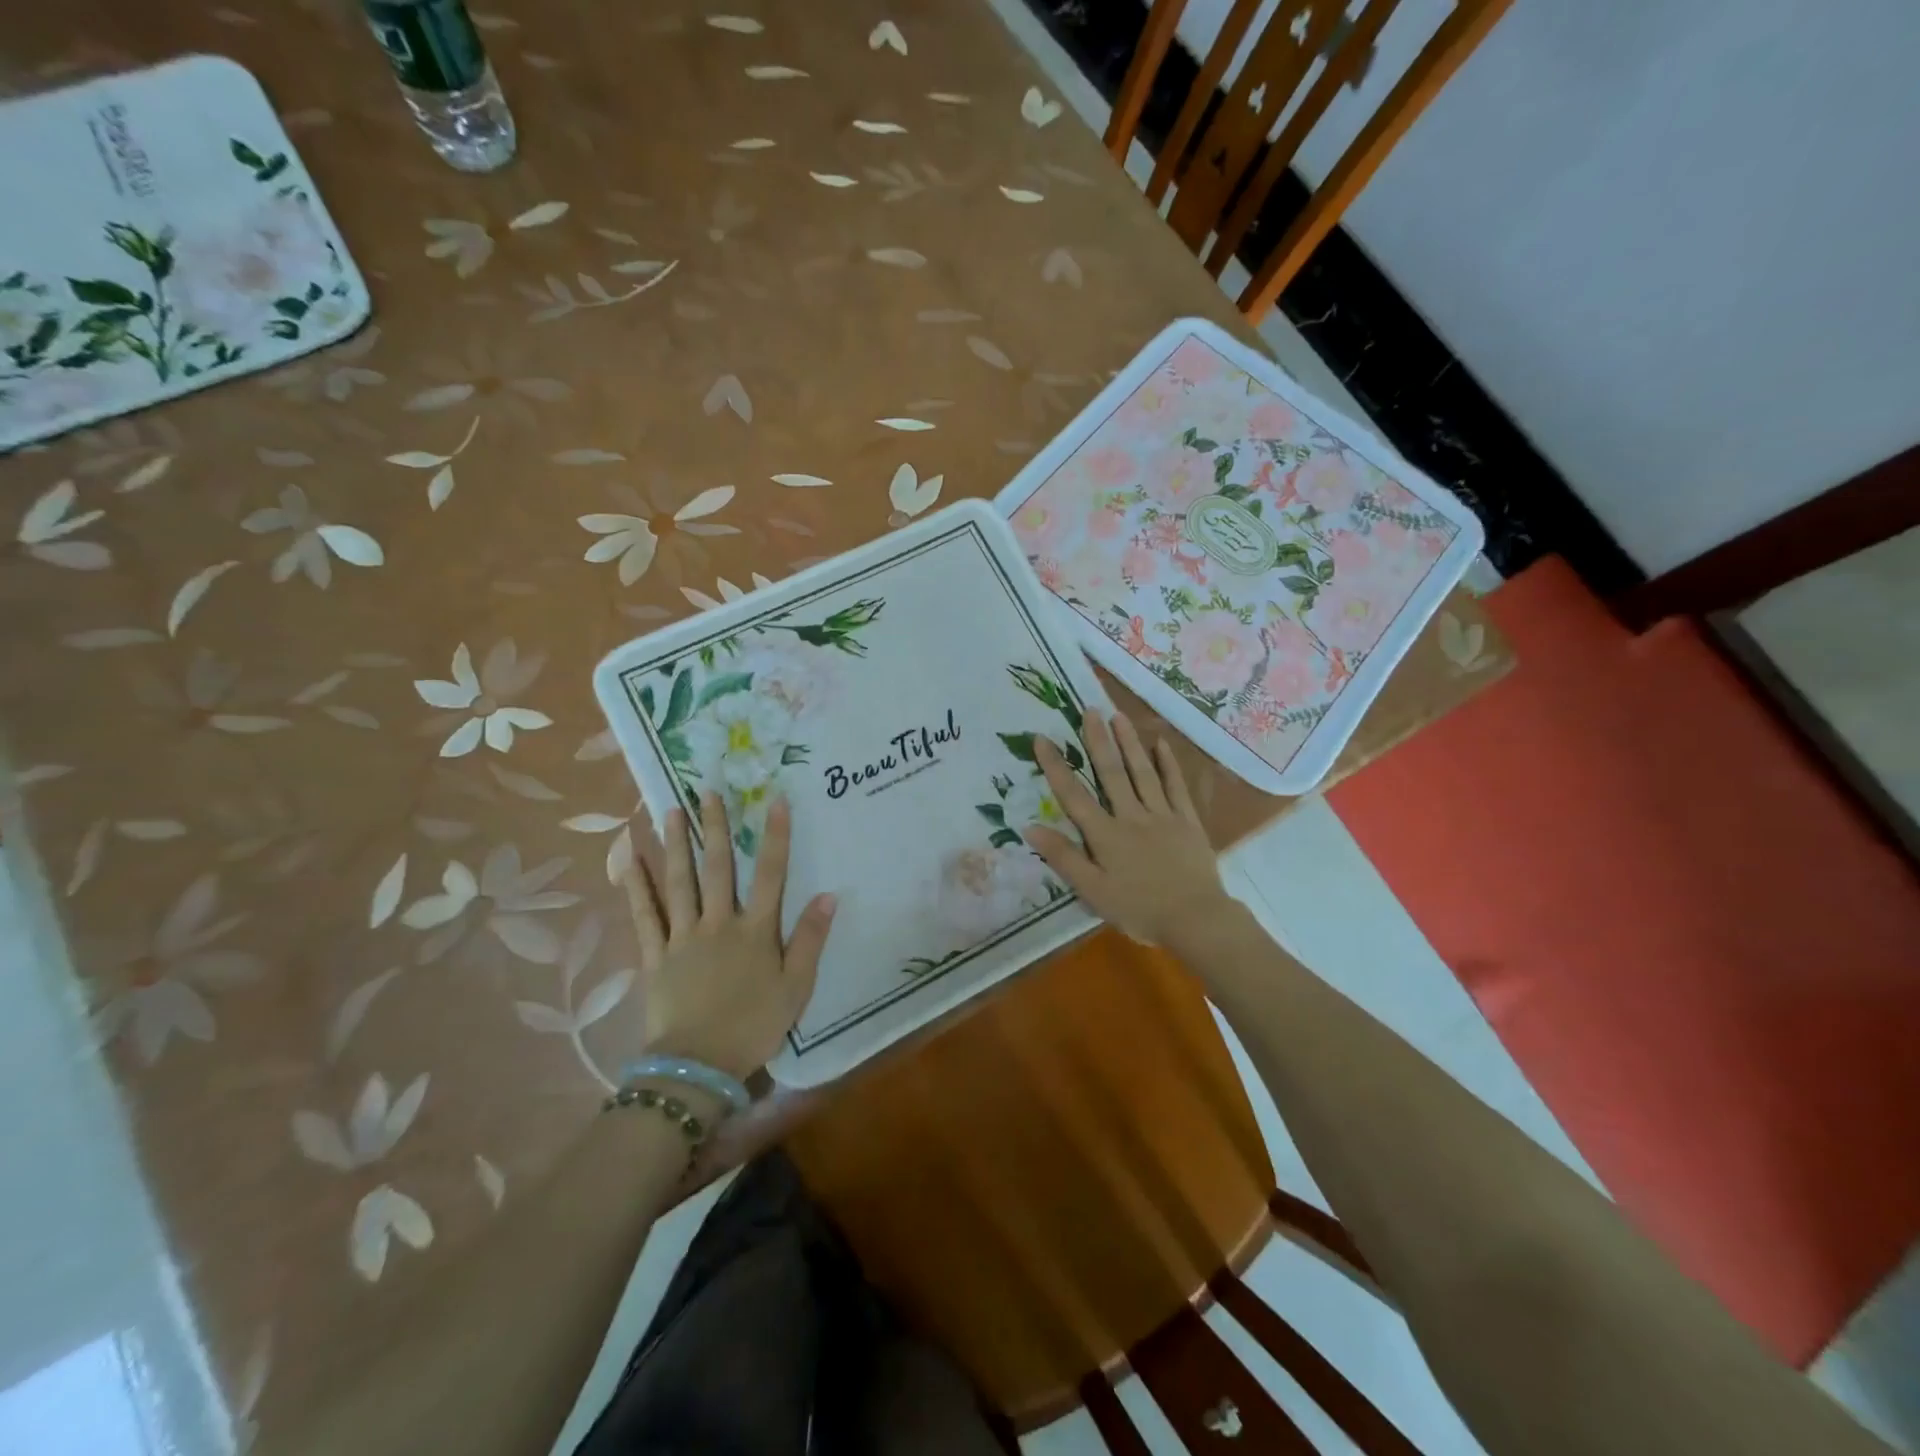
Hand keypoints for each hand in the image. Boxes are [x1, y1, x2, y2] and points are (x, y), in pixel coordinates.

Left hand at [618, 792, 836, 1080]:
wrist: (699, 1065)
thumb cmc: (754, 1025)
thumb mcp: (797, 987)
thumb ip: (811, 939)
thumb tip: (828, 895)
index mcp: (755, 930)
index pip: (771, 873)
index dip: (775, 835)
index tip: (775, 800)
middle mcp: (718, 923)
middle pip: (718, 868)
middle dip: (714, 828)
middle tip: (707, 792)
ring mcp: (682, 937)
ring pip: (678, 882)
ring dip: (675, 845)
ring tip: (669, 811)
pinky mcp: (655, 955)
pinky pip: (644, 915)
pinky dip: (635, 886)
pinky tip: (628, 859)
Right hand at [1026, 711, 1228, 949]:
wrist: (1196, 919)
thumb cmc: (1139, 909)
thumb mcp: (1093, 892)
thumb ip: (1064, 858)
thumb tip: (1031, 827)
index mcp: (1105, 835)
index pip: (1073, 795)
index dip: (1055, 766)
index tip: (1041, 738)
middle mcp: (1131, 816)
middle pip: (1111, 773)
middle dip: (1097, 741)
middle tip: (1089, 710)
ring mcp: (1162, 815)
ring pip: (1142, 772)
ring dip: (1129, 743)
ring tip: (1118, 716)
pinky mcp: (1187, 821)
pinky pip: (1175, 787)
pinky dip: (1168, 764)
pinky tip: (1161, 744)